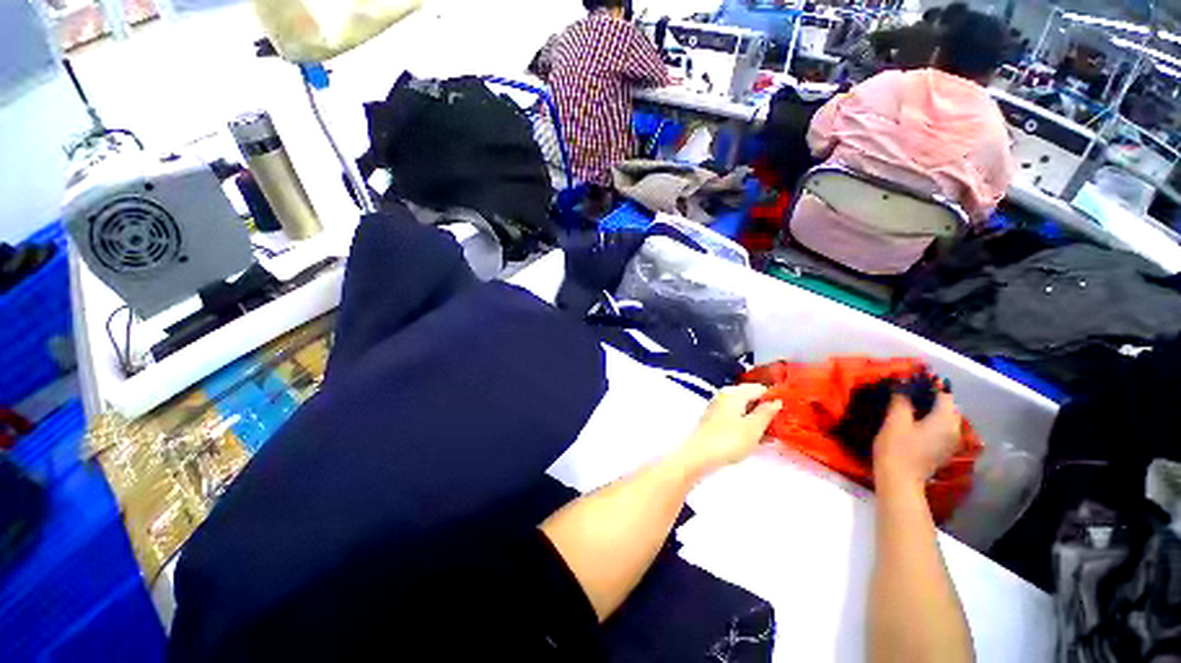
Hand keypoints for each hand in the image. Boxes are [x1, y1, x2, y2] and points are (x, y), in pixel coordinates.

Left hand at [676, 385, 782, 475]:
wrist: (699, 455)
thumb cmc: (729, 440)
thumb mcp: (754, 427)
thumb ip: (767, 412)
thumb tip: (776, 401)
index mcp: (734, 393)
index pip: (759, 388)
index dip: (774, 398)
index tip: (788, 411)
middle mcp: (724, 396)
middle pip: (750, 398)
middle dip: (766, 410)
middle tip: (782, 425)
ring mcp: (718, 409)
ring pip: (743, 410)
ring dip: (757, 420)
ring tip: (772, 435)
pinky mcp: (714, 422)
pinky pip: (735, 419)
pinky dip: (746, 426)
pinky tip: (756, 440)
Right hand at [873, 393, 961, 487]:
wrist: (900, 480)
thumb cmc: (897, 449)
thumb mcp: (895, 421)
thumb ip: (902, 401)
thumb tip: (903, 385)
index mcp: (945, 420)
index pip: (944, 394)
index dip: (931, 384)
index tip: (913, 378)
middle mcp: (954, 430)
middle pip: (947, 406)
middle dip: (932, 396)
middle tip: (910, 390)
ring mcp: (950, 442)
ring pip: (945, 418)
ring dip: (931, 409)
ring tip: (910, 404)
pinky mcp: (942, 450)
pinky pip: (941, 428)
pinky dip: (931, 420)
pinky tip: (914, 421)